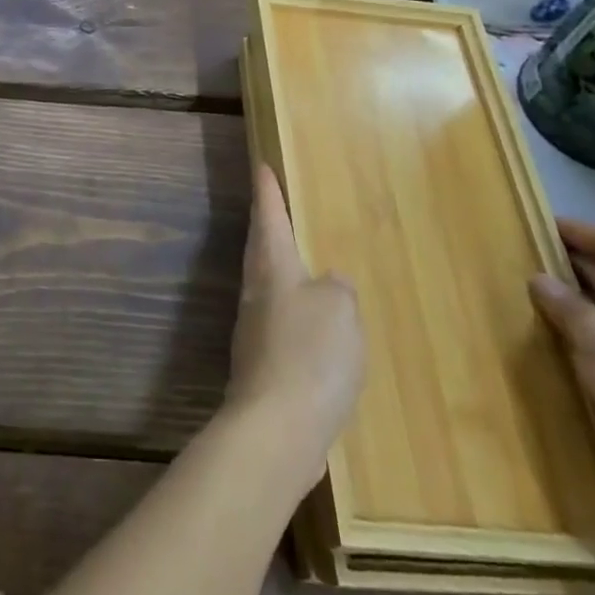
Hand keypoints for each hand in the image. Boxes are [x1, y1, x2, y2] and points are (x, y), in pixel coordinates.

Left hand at [226, 163, 364, 491]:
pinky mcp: (262, 367)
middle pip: (259, 249)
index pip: (268, 217)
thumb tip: (327, 284)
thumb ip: (337, 289)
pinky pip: (278, 325)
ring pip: (266, 287)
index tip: (260, 165)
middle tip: (272, 209)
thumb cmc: (310, 355)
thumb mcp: (340, 309)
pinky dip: (292, 314)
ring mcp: (254, 332)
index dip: (267, 191)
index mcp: (273, 269)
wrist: (277, 429)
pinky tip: (310, 330)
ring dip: (278, 271)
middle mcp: (256, 293)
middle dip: (266, 227)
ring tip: (298, 266)